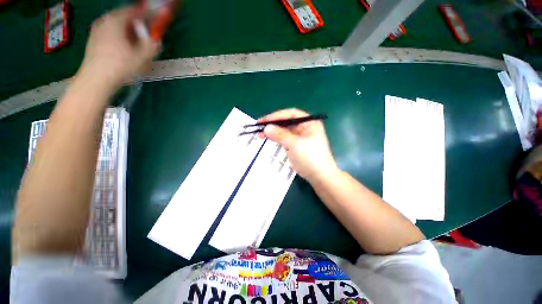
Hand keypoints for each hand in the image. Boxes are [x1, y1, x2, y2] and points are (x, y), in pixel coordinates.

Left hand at [79, 6, 160, 90]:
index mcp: (116, 20)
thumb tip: (157, 38)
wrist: (96, 79)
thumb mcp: (143, 56)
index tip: (157, 19)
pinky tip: (124, 48)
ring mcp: (97, 29)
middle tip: (147, 33)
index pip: (135, 10)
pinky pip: (110, 32)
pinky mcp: (94, 39)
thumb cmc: (121, 66)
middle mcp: (105, 20)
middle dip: (138, 23)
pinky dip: (120, 35)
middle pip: (125, 17)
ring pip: (117, 25)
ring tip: (136, 43)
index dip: (148, 14)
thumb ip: (153, 44)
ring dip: (129, 30)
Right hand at [258, 108, 337, 181]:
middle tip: (258, 127)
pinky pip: (285, 139)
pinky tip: (269, 139)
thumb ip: (280, 135)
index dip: (276, 116)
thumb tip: (266, 127)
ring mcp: (300, 137)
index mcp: (309, 123)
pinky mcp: (296, 146)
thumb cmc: (310, 158)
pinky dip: (276, 139)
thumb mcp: (295, 144)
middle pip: (286, 122)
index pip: (290, 114)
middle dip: (273, 124)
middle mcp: (305, 127)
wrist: (319, 177)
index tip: (263, 121)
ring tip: (260, 134)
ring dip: (273, 132)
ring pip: (284, 131)